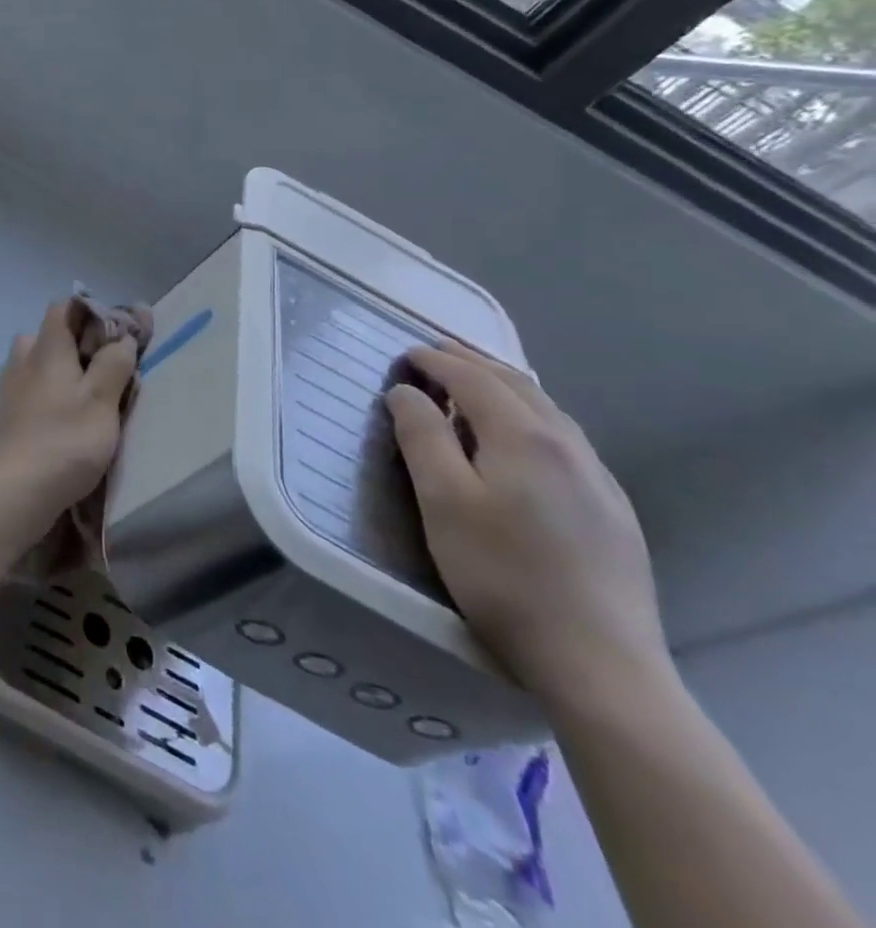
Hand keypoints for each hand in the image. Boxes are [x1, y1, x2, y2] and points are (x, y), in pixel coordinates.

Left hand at [0, 299, 139, 511]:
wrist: (19, 487)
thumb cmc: (67, 438)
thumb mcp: (102, 398)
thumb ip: (114, 363)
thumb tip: (121, 338)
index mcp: (45, 347)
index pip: (63, 307)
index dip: (92, 312)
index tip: (118, 333)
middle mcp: (22, 358)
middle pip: (49, 334)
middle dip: (76, 343)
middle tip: (105, 366)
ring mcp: (10, 385)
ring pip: (37, 361)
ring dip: (61, 368)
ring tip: (88, 392)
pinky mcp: (7, 411)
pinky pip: (31, 386)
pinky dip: (49, 390)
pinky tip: (65, 413)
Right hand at [385, 343, 671, 706]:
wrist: (599, 662)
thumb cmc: (502, 574)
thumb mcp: (442, 501)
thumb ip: (422, 437)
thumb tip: (405, 392)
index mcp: (524, 437)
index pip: (474, 378)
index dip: (436, 361)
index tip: (405, 354)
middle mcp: (569, 445)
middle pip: (517, 385)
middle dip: (471, 363)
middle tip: (433, 356)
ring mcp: (598, 479)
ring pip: (547, 410)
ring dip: (503, 387)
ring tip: (471, 386)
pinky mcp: (612, 510)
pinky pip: (564, 439)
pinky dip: (528, 416)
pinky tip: (519, 439)